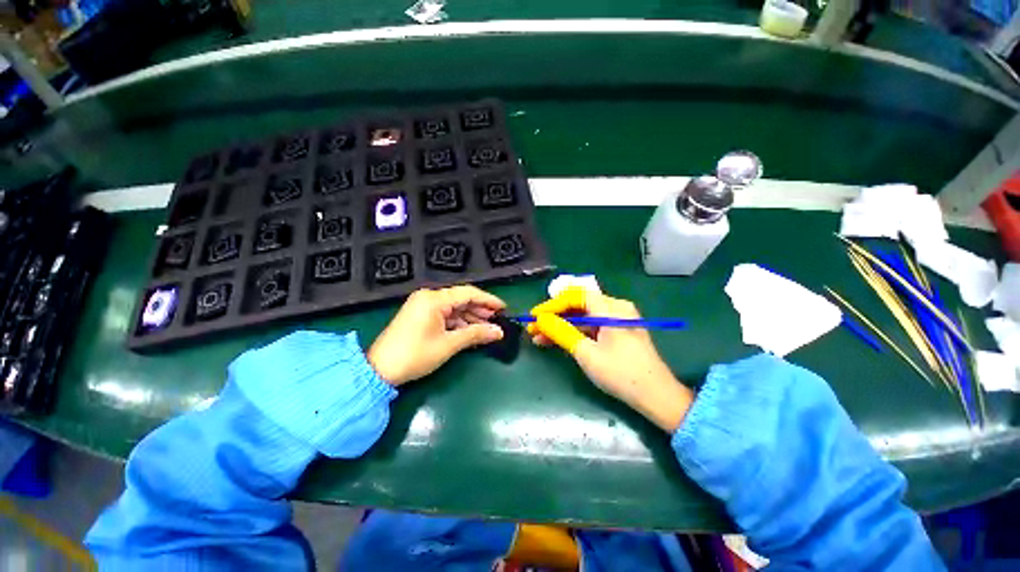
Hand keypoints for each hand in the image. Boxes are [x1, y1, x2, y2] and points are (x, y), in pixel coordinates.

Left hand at [368, 286, 505, 385]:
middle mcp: (428, 297)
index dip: (488, 300)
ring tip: (487, 328)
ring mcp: (423, 306)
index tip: (503, 308)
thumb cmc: (415, 355)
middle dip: (480, 310)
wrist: (379, 370)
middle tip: (497, 320)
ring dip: (470, 318)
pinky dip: (458, 323)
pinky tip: (470, 331)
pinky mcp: (421, 316)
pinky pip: (445, 315)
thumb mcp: (449, 344)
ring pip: (454, 308)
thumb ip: (476, 334)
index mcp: (434, 299)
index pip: (468, 293)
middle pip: (461, 299)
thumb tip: (499, 332)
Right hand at [528, 287, 692, 431]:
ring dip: (561, 326)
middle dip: (554, 317)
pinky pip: (590, 327)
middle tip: (533, 329)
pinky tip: (556, 341)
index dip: (552, 304)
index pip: (576, 296)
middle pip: (578, 306)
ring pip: (582, 318)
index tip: (535, 316)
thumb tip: (540, 320)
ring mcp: (616, 321)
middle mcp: (615, 309)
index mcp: (612, 308)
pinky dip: (574, 333)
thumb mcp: (587, 353)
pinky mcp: (616, 333)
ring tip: (538, 338)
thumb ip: (561, 332)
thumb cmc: (622, 373)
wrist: (657, 398)